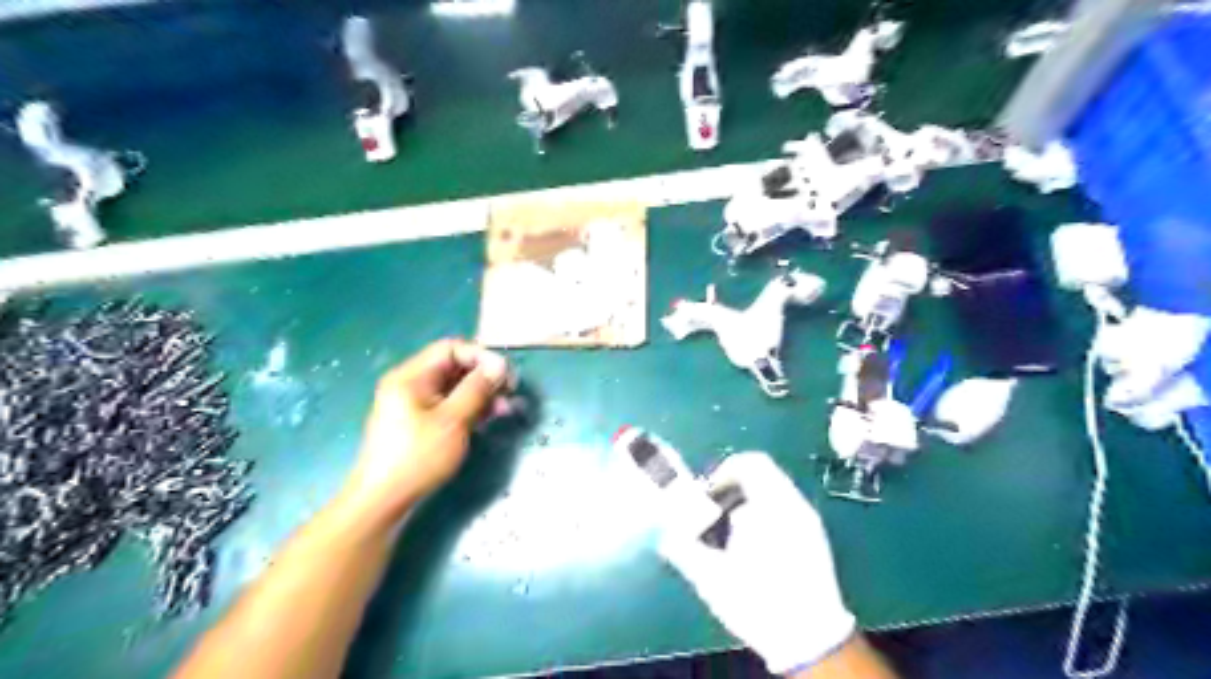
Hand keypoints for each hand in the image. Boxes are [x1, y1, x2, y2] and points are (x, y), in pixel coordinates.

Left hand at [342, 336, 512, 518]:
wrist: (383, 500)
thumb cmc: (418, 457)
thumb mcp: (453, 420)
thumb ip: (477, 389)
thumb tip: (499, 365)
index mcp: (411, 376)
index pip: (451, 348)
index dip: (481, 356)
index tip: (505, 375)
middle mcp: (411, 384)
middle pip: (453, 366)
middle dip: (484, 376)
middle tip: (510, 391)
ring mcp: (414, 404)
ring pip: (454, 387)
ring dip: (481, 393)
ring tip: (506, 408)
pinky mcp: (420, 422)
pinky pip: (449, 404)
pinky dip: (470, 407)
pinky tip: (489, 418)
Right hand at [659, 453, 853, 669]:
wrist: (811, 642)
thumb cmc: (759, 603)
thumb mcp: (712, 578)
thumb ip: (682, 549)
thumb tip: (661, 532)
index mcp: (773, 507)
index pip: (751, 463)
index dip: (723, 471)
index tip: (707, 495)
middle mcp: (795, 506)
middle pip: (761, 475)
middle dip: (732, 488)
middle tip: (712, 513)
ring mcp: (808, 521)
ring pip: (772, 492)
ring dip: (746, 502)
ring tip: (729, 532)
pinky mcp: (814, 538)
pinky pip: (784, 509)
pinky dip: (763, 515)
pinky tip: (751, 547)